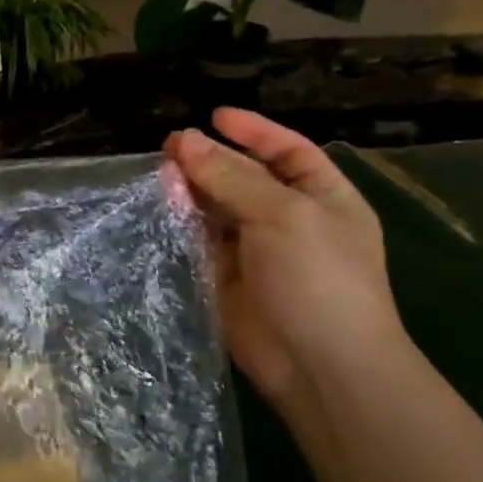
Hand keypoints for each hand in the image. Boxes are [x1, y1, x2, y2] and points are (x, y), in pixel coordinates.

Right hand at [166, 109, 410, 412]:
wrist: (319, 365)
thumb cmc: (318, 277)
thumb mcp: (282, 214)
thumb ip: (230, 176)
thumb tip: (183, 139)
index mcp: (323, 198)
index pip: (287, 151)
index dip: (254, 131)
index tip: (214, 116)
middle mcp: (289, 219)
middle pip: (244, 176)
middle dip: (210, 159)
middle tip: (169, 147)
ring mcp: (256, 250)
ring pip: (216, 207)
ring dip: (190, 189)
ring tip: (159, 173)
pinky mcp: (225, 277)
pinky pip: (198, 240)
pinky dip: (180, 223)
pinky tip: (159, 207)